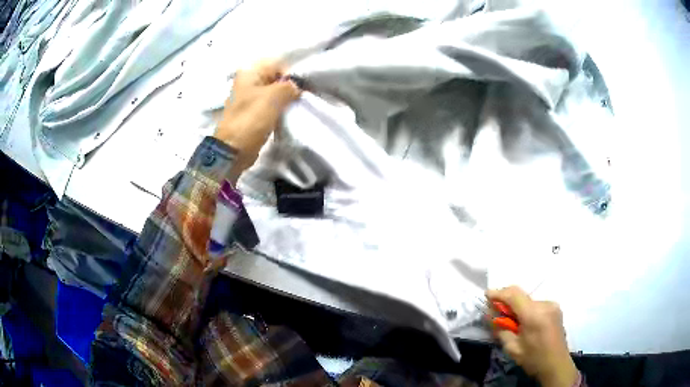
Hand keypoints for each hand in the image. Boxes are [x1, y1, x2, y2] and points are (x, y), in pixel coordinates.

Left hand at [215, 60, 300, 181]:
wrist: (233, 150)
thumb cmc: (251, 119)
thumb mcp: (274, 97)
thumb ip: (290, 86)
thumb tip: (297, 86)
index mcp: (249, 72)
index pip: (278, 64)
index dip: (292, 75)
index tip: (301, 89)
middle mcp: (247, 81)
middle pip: (276, 78)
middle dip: (289, 88)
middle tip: (299, 100)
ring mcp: (249, 98)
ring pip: (274, 92)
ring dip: (285, 100)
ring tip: (294, 108)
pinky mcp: (252, 113)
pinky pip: (270, 105)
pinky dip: (279, 110)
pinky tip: (286, 116)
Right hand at [487, 286, 578, 386]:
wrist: (556, 364)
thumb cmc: (533, 359)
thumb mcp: (512, 348)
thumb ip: (500, 330)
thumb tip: (489, 316)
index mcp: (534, 314)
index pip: (514, 295)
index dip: (499, 293)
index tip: (486, 295)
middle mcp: (545, 304)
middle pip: (521, 296)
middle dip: (507, 301)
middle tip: (496, 312)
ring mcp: (552, 305)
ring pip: (529, 300)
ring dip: (517, 307)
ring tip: (511, 322)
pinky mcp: (555, 308)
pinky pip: (536, 304)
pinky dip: (527, 309)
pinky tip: (524, 323)